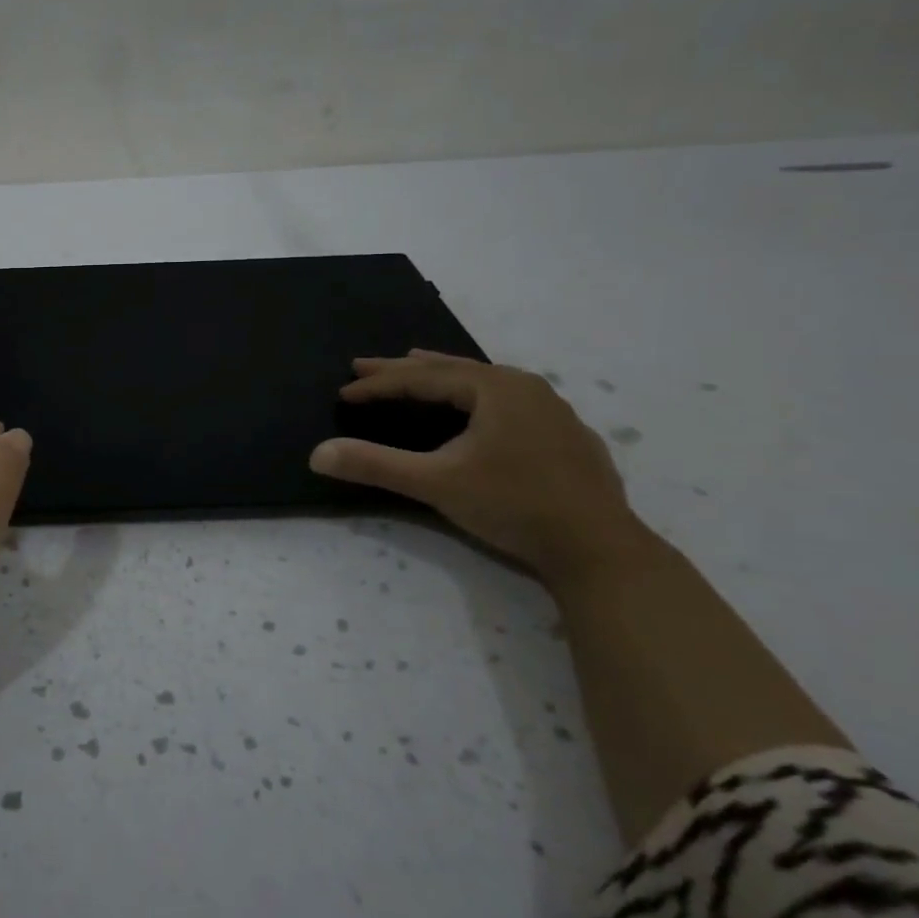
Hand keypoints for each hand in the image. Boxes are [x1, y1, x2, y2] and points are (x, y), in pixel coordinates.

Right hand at [308, 351, 649, 580]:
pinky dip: (475, 396)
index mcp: (495, 388)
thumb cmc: (515, 506)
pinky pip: (507, 400)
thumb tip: (317, 454)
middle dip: (403, 370)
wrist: (601, 551)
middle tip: (362, 367)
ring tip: (415, 366)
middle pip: (451, 370)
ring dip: (441, 376)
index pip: (422, 378)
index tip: (344, 393)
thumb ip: (375, 465)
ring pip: (483, 381)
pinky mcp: (565, 435)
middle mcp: (524, 387)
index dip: (378, 385)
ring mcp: (551, 409)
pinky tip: (476, 408)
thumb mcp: (437, 483)